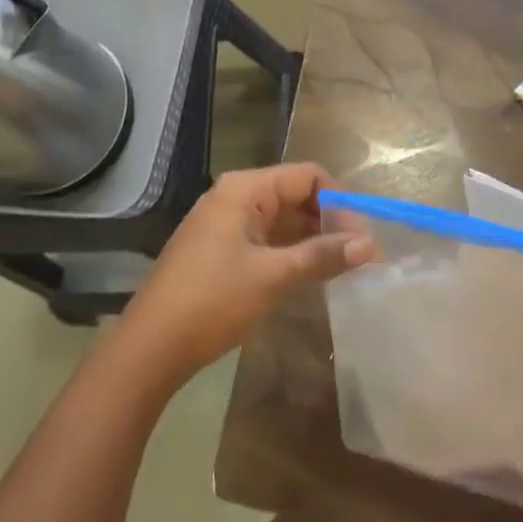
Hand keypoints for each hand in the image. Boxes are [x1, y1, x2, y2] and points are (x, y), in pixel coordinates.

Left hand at [118, 163, 372, 383]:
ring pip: (283, 220)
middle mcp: (235, 197)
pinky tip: (315, 273)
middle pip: (296, 195)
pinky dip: (293, 251)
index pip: (307, 175)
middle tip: (363, 255)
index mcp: (245, 189)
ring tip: (347, 265)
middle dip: (331, 221)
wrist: (152, 345)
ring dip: (314, 238)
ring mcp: (227, 224)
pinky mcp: (223, 249)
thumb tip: (370, 245)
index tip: (365, 235)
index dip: (340, 201)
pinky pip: (268, 239)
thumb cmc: (213, 300)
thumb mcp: (273, 276)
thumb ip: (322, 255)